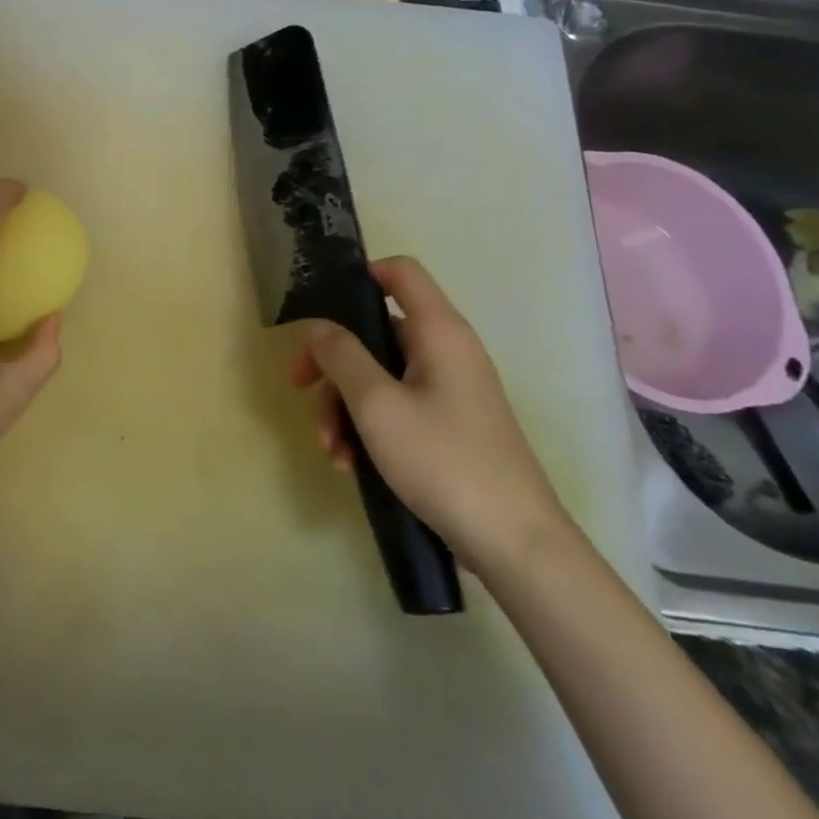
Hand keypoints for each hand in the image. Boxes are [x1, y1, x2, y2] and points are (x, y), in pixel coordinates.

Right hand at [290, 256, 571, 577]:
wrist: (516, 546)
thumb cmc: (444, 461)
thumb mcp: (377, 405)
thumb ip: (341, 356)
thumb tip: (320, 328)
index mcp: (439, 333)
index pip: (400, 272)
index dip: (359, 276)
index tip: (320, 310)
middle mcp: (448, 352)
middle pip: (377, 333)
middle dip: (335, 366)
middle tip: (302, 393)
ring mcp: (451, 392)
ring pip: (381, 377)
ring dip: (345, 407)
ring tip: (331, 450)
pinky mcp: (450, 427)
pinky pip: (398, 409)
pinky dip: (369, 429)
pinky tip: (351, 466)